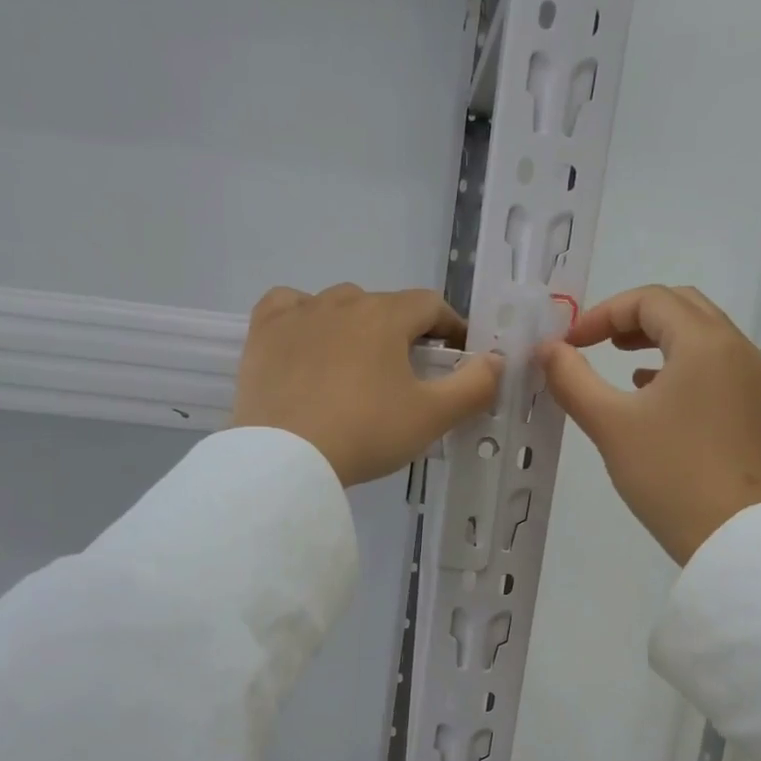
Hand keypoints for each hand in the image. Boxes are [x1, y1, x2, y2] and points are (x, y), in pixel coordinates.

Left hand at [232, 284, 503, 486]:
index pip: (430, 306)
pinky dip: (303, 317)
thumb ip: (474, 386)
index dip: (450, 327)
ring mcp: (298, 313)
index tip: (457, 354)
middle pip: (385, 306)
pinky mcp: (263, 333)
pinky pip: (288, 307)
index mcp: (386, 316)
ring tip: (356, 365)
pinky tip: (306, 340)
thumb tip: (498, 361)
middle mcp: (342, 301)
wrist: (285, 459)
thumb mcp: (431, 417)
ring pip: (338, 305)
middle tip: (406, 374)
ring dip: (356, 325)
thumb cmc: (365, 434)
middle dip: (403, 332)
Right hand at [537, 285, 760, 563]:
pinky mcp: (752, 406)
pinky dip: (679, 362)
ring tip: (619, 360)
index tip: (570, 345)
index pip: (650, 300)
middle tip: (595, 342)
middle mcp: (736, 348)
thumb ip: (571, 379)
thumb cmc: (667, 474)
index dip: (602, 314)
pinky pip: (714, 363)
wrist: (728, 534)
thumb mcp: (609, 424)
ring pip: (701, 334)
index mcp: (705, 343)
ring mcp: (750, 378)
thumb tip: (547, 351)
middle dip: (632, 317)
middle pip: (681, 306)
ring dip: (657, 337)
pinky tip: (650, 391)